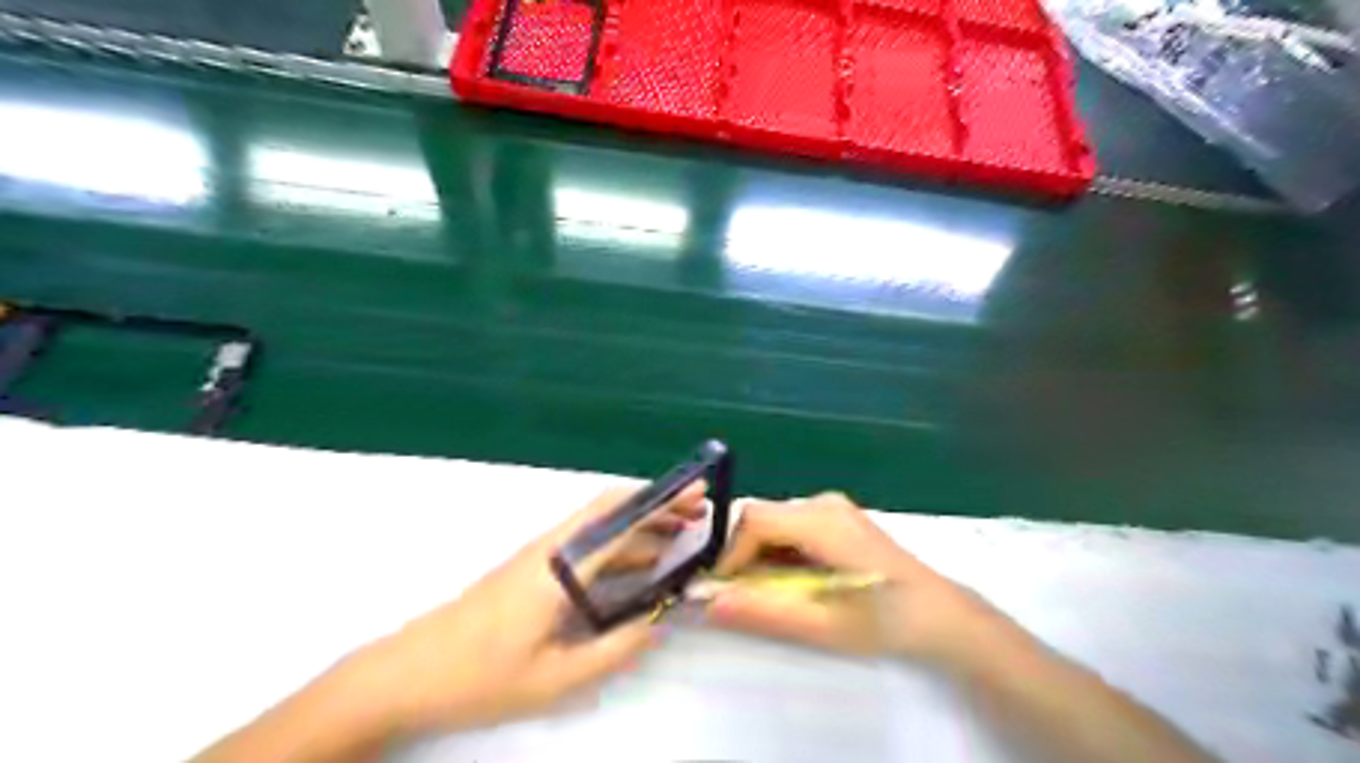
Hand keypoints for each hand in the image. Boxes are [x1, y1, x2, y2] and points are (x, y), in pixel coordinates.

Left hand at [340, 486, 707, 737]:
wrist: (406, 673)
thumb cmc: (479, 676)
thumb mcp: (555, 677)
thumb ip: (614, 649)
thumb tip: (659, 623)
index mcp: (559, 565)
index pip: (621, 519)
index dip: (662, 502)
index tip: (697, 493)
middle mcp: (551, 548)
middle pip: (612, 510)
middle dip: (658, 507)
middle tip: (698, 516)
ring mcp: (540, 555)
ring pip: (600, 527)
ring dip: (641, 527)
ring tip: (681, 540)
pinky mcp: (532, 567)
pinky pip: (587, 544)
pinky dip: (620, 545)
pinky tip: (638, 567)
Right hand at [714, 495, 1008, 668]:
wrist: (940, 615)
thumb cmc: (886, 621)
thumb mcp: (823, 625)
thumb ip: (764, 613)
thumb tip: (709, 604)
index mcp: (822, 521)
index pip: (753, 519)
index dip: (729, 554)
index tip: (722, 591)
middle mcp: (823, 503)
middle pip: (761, 518)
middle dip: (742, 557)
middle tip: (742, 598)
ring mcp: (832, 507)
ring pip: (773, 522)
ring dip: (759, 556)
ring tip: (769, 595)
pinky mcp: (837, 517)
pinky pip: (791, 527)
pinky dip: (778, 553)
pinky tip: (793, 582)